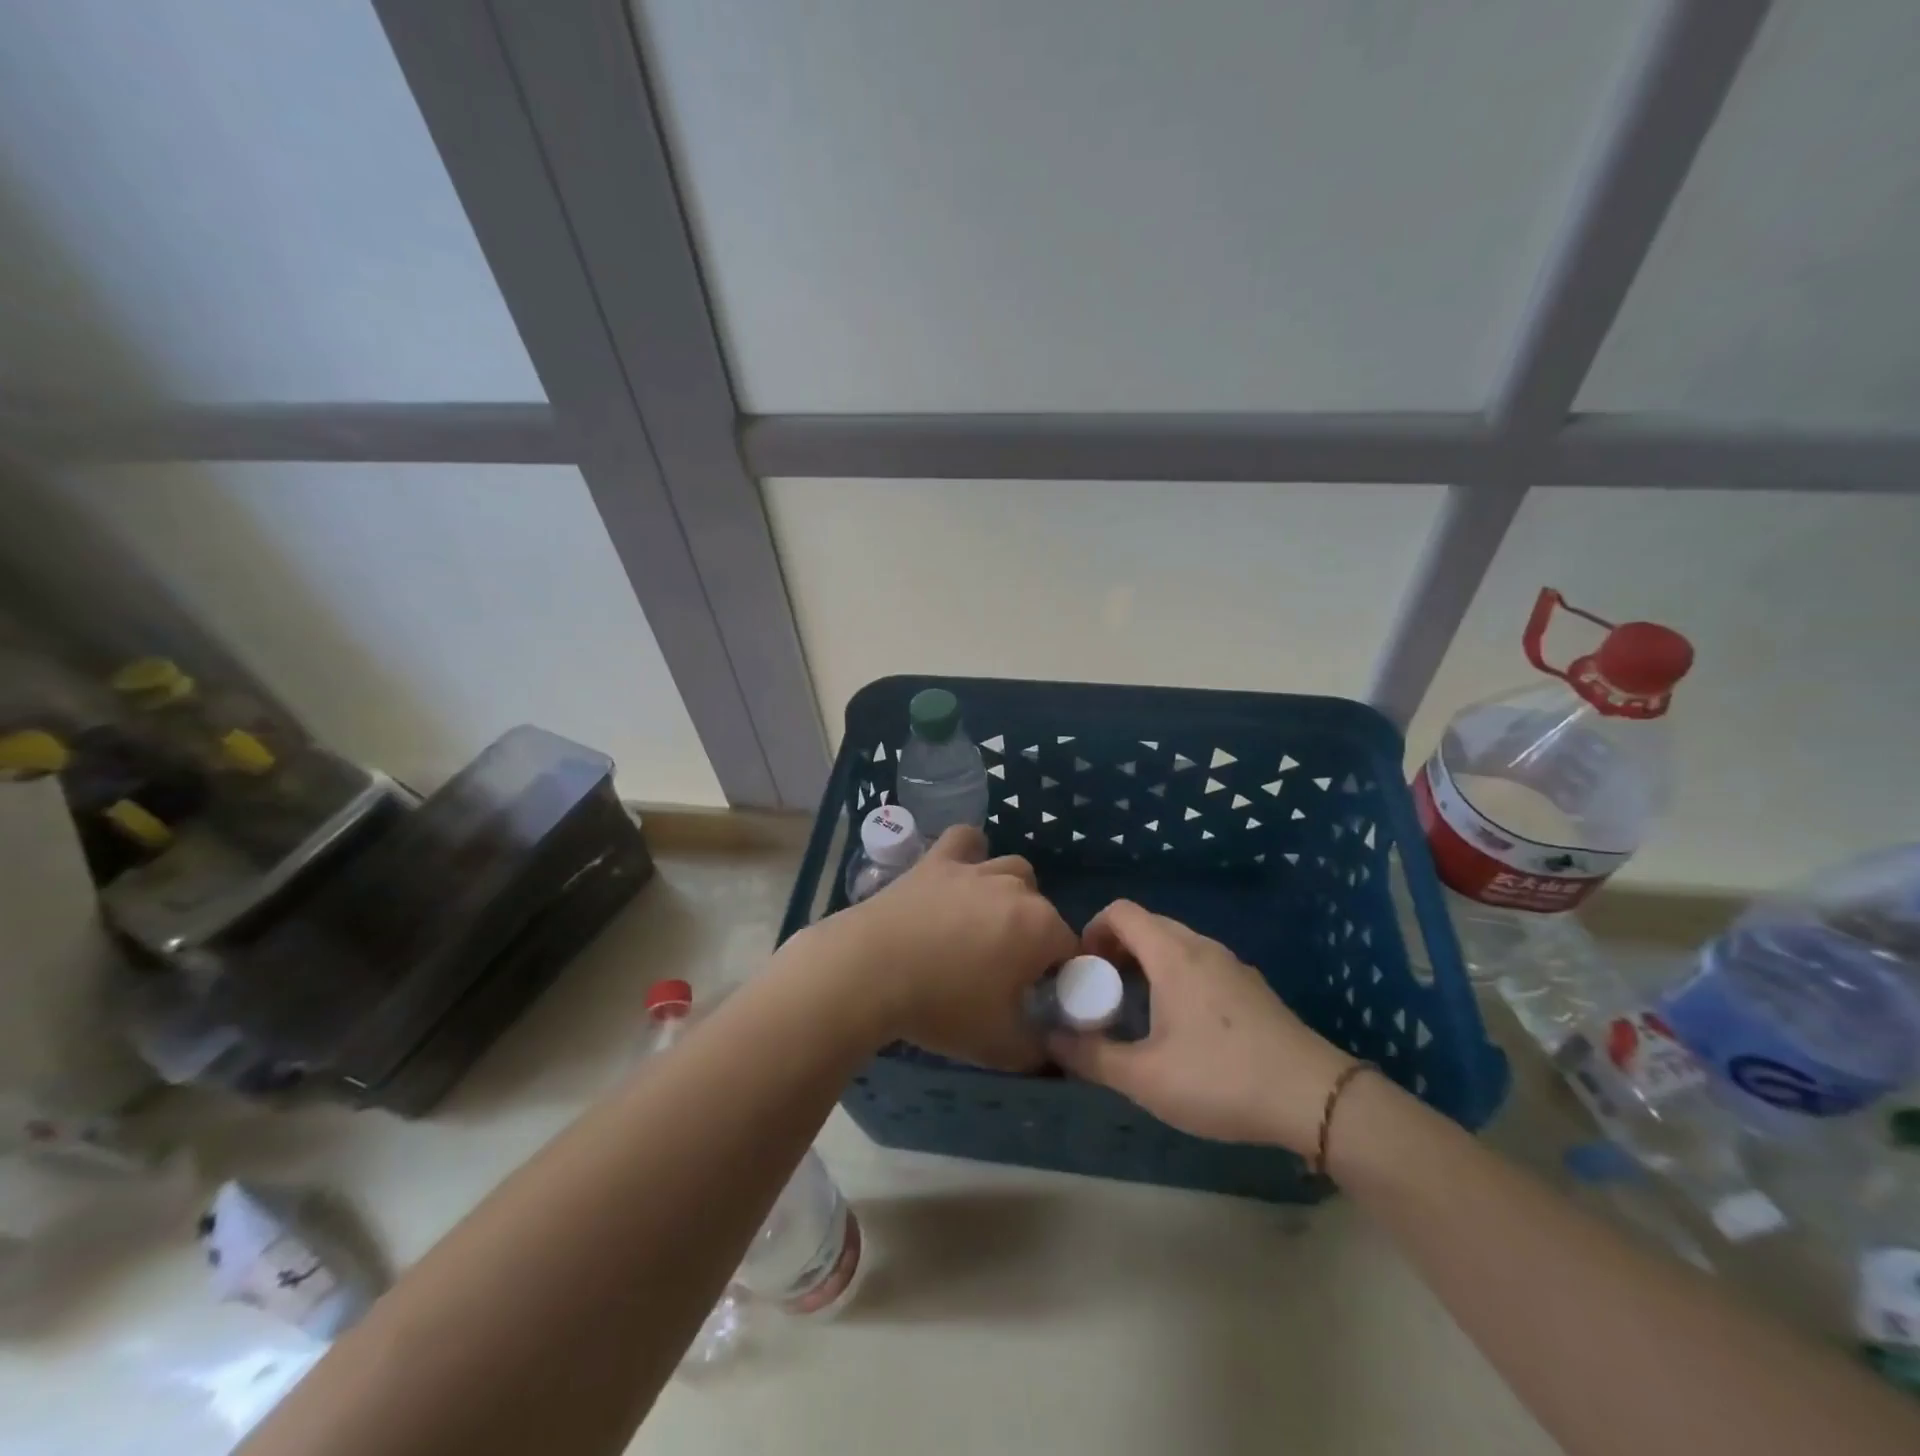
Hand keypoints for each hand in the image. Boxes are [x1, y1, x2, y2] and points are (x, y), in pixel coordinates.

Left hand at [801, 826, 1076, 1069]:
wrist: (869, 971)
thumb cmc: (941, 1007)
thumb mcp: (1000, 1046)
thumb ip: (1038, 1049)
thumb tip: (1050, 1048)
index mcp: (1040, 928)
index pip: (1069, 947)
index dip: (1057, 974)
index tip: (1033, 996)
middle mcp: (1015, 888)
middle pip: (1042, 908)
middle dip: (1033, 935)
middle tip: (1003, 969)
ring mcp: (974, 869)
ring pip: (1012, 870)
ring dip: (1010, 894)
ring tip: (985, 923)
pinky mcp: (937, 860)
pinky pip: (965, 840)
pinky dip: (970, 852)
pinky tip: (961, 874)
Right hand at [1047, 900, 1354, 1152]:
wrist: (1315, 1099)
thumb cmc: (1220, 1079)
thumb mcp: (1144, 1077)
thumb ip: (1091, 1056)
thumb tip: (1050, 1039)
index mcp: (1172, 955)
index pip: (1121, 911)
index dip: (1092, 931)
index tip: (1082, 971)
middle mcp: (1202, 947)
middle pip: (1147, 924)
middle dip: (1116, 949)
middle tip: (1102, 991)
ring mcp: (1232, 965)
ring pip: (1176, 944)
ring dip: (1146, 962)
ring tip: (1136, 1009)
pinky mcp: (1252, 987)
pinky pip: (1200, 963)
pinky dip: (1175, 975)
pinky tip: (1180, 1025)